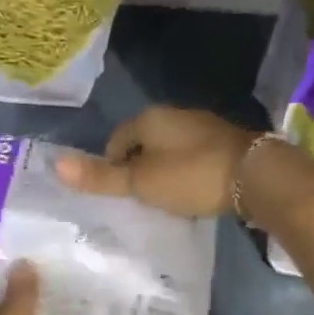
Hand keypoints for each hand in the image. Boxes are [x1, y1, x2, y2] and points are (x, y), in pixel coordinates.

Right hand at [54, 106, 256, 217]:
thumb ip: (101, 177)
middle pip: (144, 142)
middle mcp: (176, 115)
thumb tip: (55, 165)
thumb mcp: (141, 182)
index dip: (111, 165)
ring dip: (163, 170)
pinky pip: (193, 157)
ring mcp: (204, 127)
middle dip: (137, 167)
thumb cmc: (191, 176)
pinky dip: (186, 173)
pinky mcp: (226, 143)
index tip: (117, 193)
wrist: (258, 177)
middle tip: (137, 199)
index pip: (116, 138)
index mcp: (150, 118)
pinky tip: (192, 192)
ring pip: (170, 149)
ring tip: (163, 199)